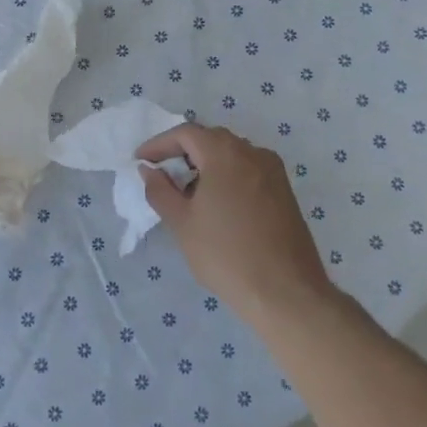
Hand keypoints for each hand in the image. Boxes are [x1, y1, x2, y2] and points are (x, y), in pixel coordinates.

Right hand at [137, 123, 333, 318]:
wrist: (285, 292)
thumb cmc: (225, 254)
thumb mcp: (181, 223)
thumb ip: (160, 190)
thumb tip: (149, 170)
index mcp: (225, 153)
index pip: (186, 133)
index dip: (159, 144)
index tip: (140, 161)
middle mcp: (253, 153)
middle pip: (211, 139)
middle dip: (182, 152)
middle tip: (161, 175)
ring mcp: (274, 172)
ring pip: (232, 154)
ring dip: (205, 164)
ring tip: (187, 193)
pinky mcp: (285, 192)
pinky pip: (248, 170)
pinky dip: (226, 176)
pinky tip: (217, 204)